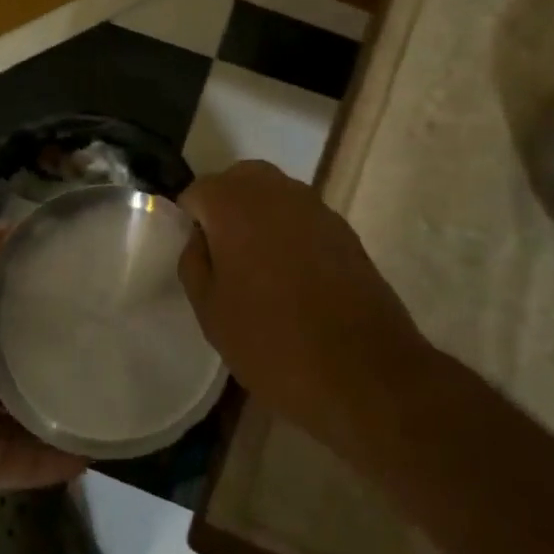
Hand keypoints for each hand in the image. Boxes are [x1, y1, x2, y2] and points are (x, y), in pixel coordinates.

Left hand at [0, 228, 86, 506]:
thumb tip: (22, 229)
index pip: (4, 310)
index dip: (39, 302)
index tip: (86, 295)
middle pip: (16, 364)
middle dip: (55, 359)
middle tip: (110, 352)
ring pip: (21, 415)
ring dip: (58, 413)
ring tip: (111, 406)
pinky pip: (15, 462)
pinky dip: (47, 463)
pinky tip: (89, 455)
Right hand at [179, 161, 426, 447]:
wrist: (364, 373)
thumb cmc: (272, 341)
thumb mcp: (211, 311)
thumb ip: (194, 262)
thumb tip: (199, 238)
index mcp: (234, 204)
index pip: (197, 191)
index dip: (189, 220)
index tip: (194, 255)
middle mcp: (275, 191)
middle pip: (238, 180)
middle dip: (224, 206)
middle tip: (221, 253)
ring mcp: (315, 207)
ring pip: (274, 193)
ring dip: (258, 216)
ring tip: (256, 265)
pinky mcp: (344, 230)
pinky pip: (302, 216)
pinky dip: (289, 231)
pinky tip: (291, 274)